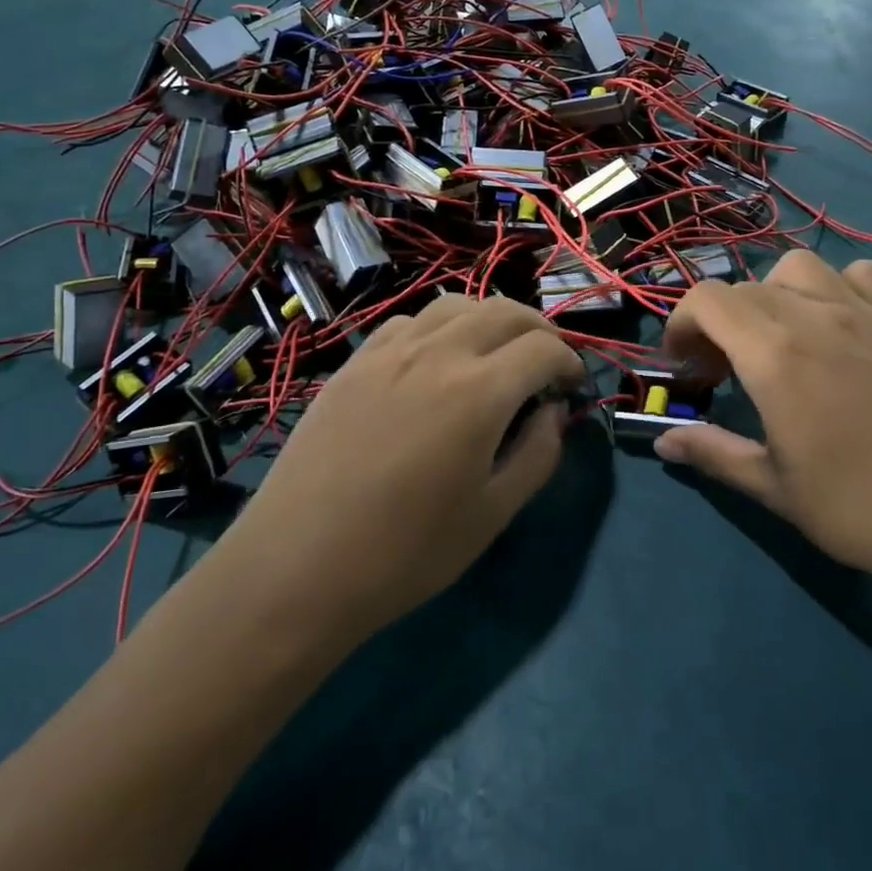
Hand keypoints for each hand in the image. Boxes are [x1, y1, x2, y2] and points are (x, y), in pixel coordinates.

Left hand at [215, 295, 584, 642]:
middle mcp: (438, 353)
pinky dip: (441, 327)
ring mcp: (390, 351)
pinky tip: (437, 360)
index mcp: (479, 392)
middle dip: (539, 330)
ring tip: (497, 353)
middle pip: (505, 311)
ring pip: (456, 305)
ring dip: (491, 319)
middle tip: (547, 363)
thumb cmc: (406, 552)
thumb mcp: (492, 514)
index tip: (573, 386)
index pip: (544, 349)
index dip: (571, 362)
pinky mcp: (356, 361)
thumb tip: (553, 411)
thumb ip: (538, 453)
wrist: (298, 565)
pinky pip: (410, 321)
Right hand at [654, 251, 871, 590]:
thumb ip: (714, 453)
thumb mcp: (774, 488)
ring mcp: (863, 313)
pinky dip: (836, 286)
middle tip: (724, 373)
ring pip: (798, 266)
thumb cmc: (862, 507)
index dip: (681, 324)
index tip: (685, 368)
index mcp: (773, 353)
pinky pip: (860, 275)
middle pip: (744, 288)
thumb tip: (664, 440)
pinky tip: (838, 328)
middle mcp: (814, 316)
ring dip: (772, 293)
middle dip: (718, 322)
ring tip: (777, 339)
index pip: (707, 299)